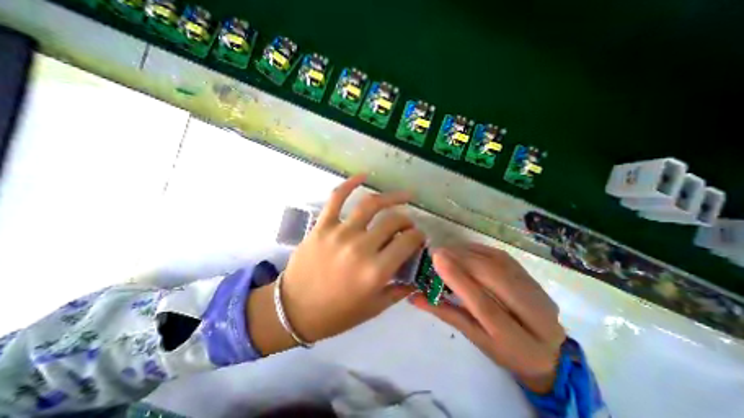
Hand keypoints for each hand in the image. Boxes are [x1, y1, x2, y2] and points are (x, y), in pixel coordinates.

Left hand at [250, 175, 424, 353]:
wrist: (293, 310)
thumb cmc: (336, 314)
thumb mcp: (373, 308)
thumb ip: (399, 291)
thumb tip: (416, 275)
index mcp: (375, 271)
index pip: (407, 242)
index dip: (418, 236)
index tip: (418, 237)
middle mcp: (360, 247)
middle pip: (393, 221)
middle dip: (407, 220)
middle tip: (408, 224)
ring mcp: (340, 233)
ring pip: (371, 205)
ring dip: (392, 197)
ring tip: (404, 195)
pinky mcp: (322, 225)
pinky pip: (337, 198)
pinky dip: (350, 183)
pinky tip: (363, 176)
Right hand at [410, 243, 566, 392]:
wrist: (547, 349)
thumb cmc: (505, 350)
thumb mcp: (475, 339)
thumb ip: (445, 314)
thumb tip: (414, 296)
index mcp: (517, 341)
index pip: (485, 306)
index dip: (459, 279)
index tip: (437, 259)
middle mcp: (535, 314)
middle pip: (495, 278)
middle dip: (463, 260)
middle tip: (437, 252)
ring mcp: (537, 291)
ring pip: (499, 263)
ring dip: (469, 252)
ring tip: (446, 250)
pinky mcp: (531, 276)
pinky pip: (501, 256)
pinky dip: (479, 249)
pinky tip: (463, 249)